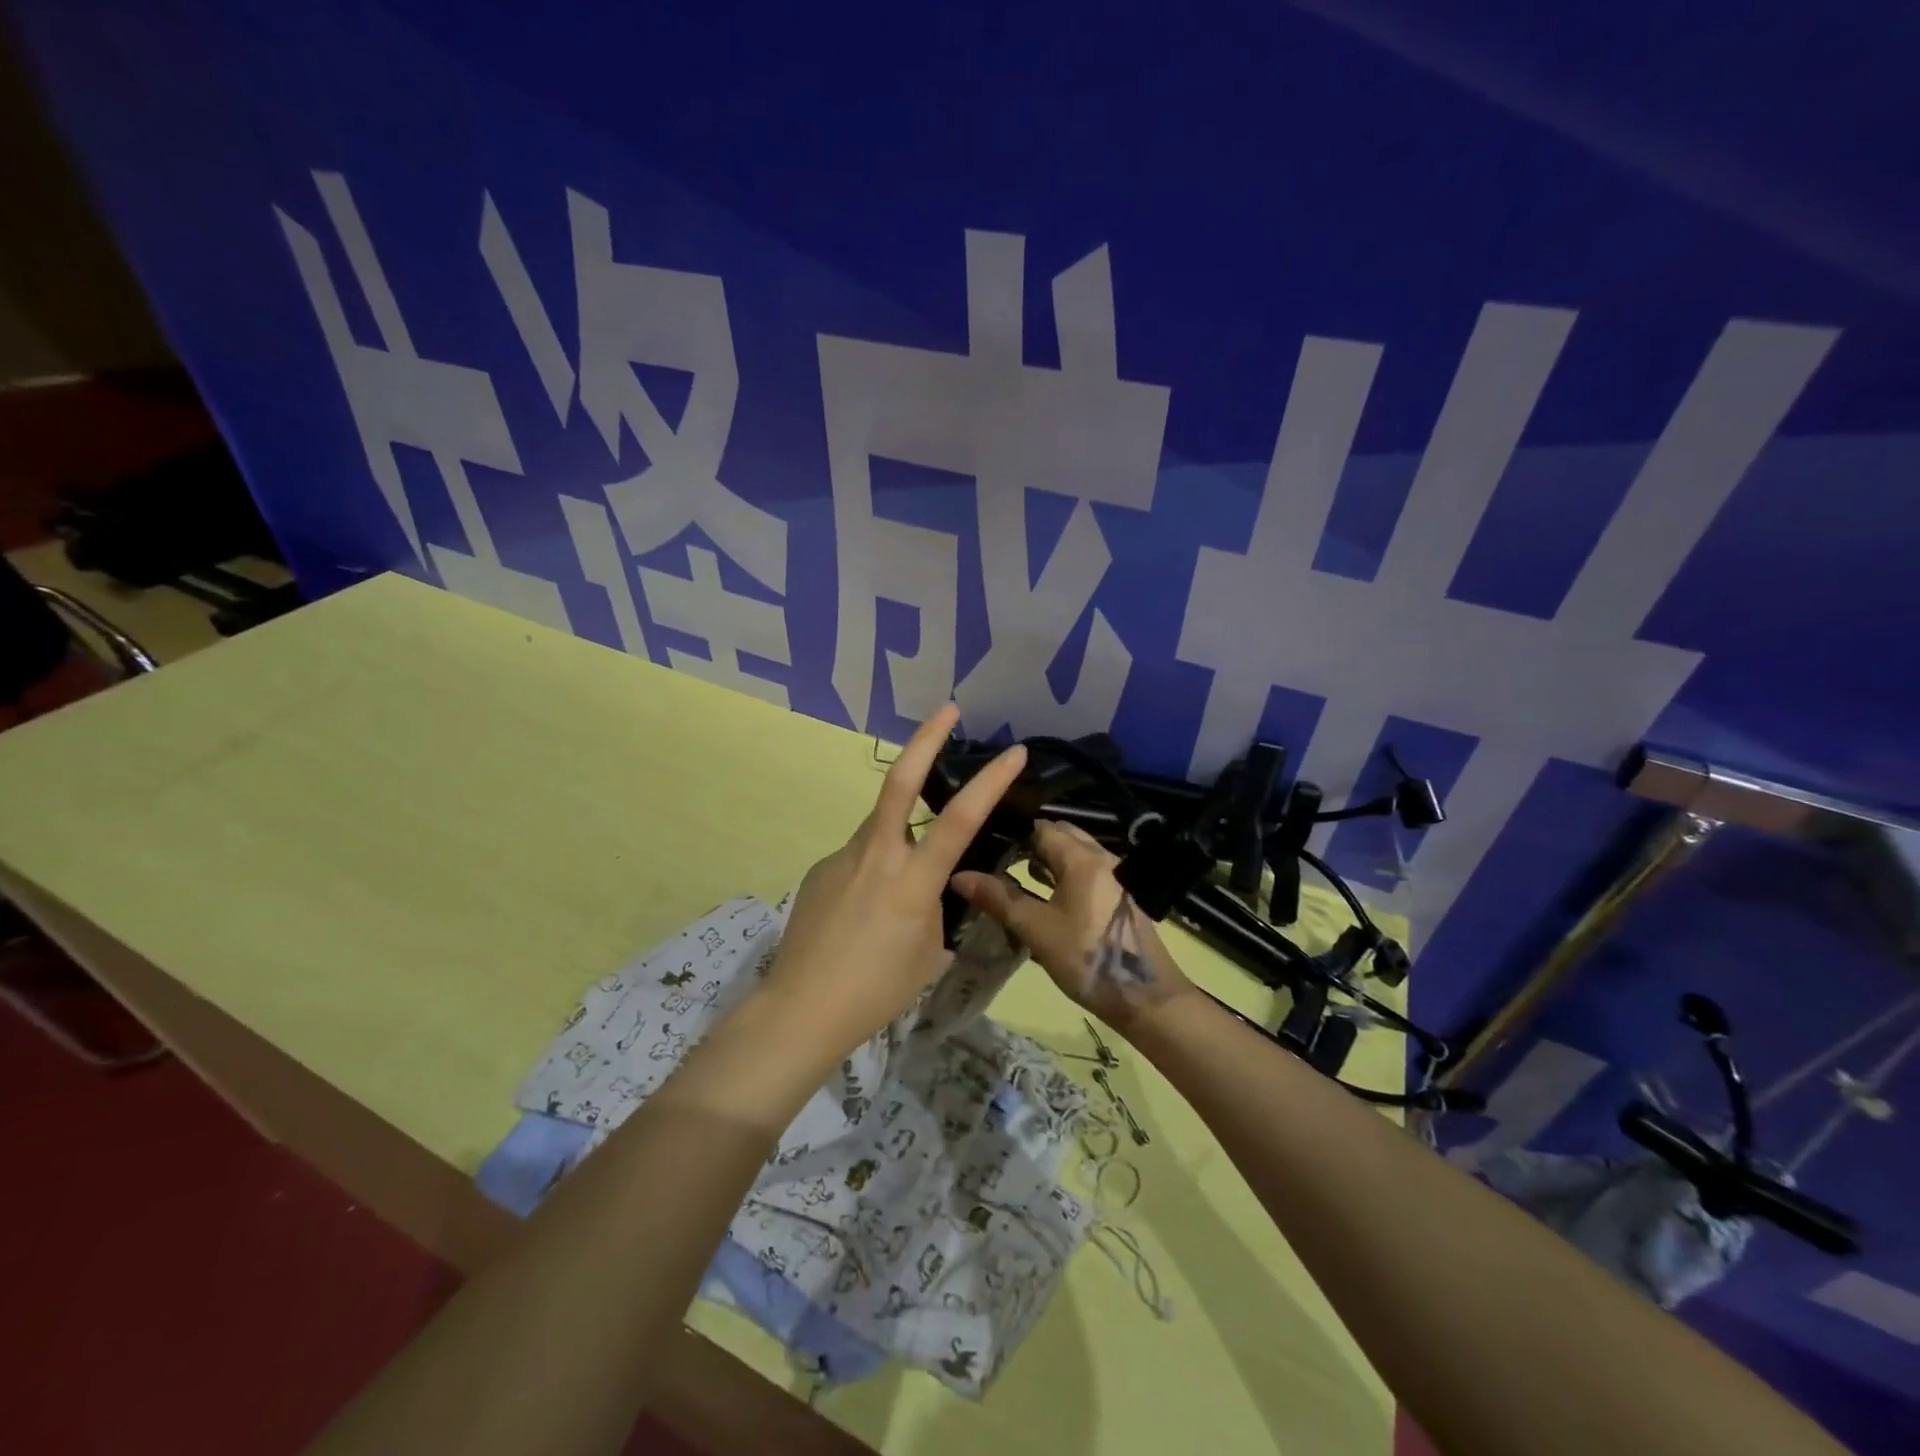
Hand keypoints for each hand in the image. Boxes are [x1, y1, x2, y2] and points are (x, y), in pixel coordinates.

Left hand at [758, 704, 1027, 1060]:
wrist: (801, 1008)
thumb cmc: (876, 990)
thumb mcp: (928, 952)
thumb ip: (936, 909)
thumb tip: (932, 890)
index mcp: (912, 879)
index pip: (960, 818)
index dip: (990, 781)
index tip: (1014, 751)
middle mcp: (877, 854)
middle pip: (900, 781)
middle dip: (926, 739)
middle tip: (947, 710)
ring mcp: (842, 857)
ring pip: (881, 828)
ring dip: (901, 836)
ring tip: (896, 896)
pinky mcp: (821, 870)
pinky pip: (859, 859)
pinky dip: (874, 872)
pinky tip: (864, 914)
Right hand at [950, 818, 1193, 1033]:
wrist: (1146, 998)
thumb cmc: (1087, 958)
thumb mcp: (1036, 930)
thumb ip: (999, 899)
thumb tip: (959, 875)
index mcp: (1082, 858)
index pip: (1042, 827)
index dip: (1013, 832)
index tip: (986, 844)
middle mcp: (1102, 858)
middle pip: (1062, 836)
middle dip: (1031, 843)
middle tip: (999, 860)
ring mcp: (1116, 877)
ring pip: (1076, 855)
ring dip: (1049, 860)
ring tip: (1018, 877)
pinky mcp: (1121, 897)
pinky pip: (1088, 872)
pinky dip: (1066, 875)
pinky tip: (1048, 898)